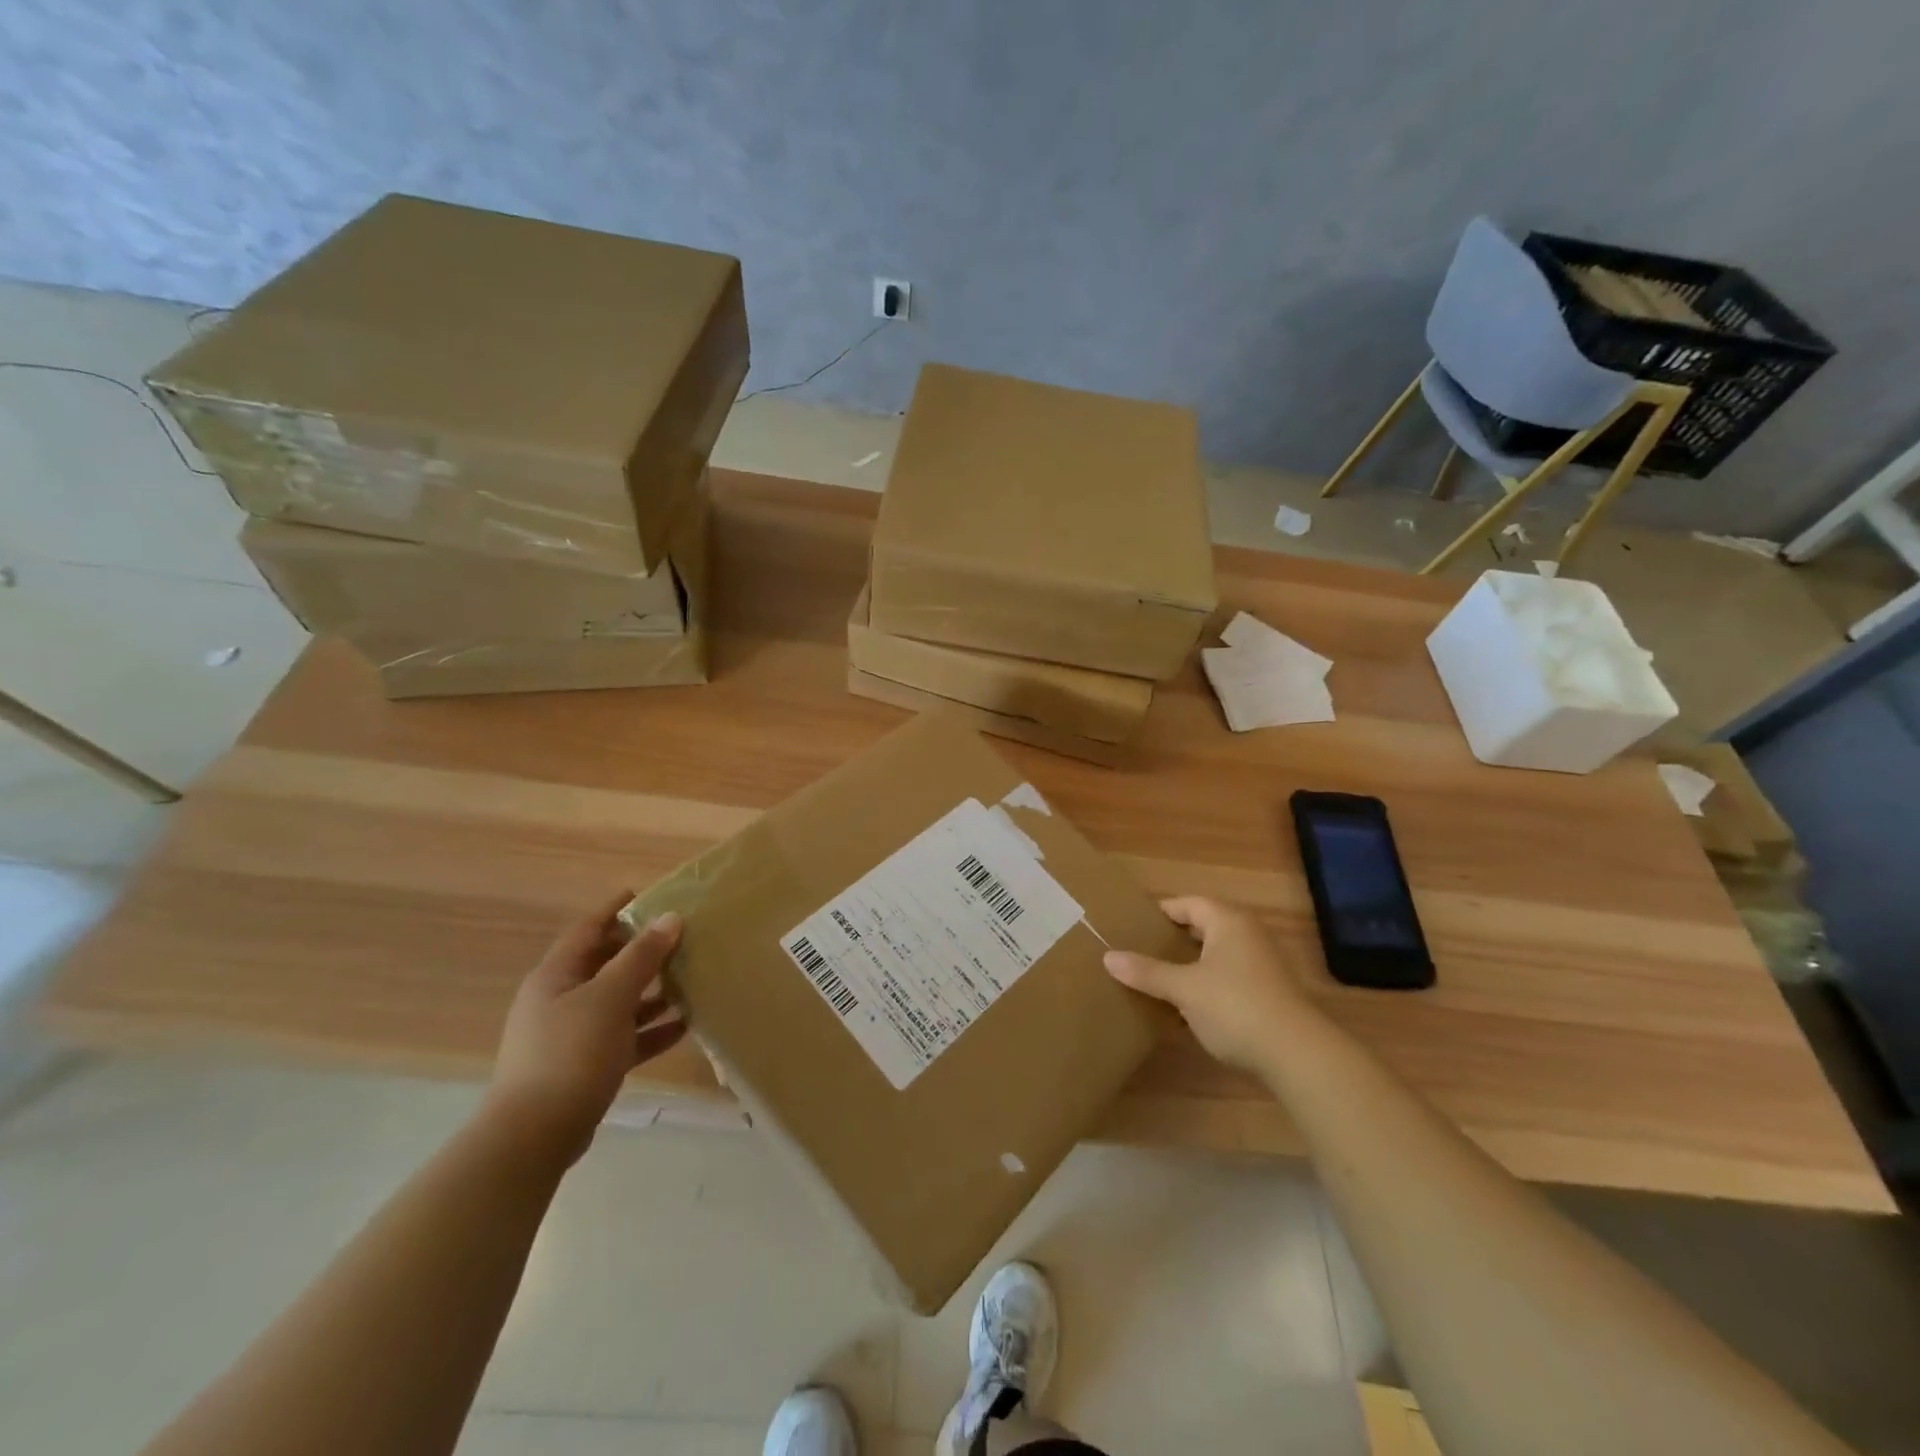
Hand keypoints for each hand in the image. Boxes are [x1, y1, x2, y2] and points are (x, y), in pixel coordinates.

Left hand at [485, 893, 686, 1163]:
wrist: (534, 1136)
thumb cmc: (570, 1054)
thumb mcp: (610, 998)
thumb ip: (641, 957)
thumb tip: (670, 918)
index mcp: (556, 976)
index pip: (588, 929)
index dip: (616, 909)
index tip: (649, 894)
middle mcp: (560, 1000)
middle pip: (605, 964)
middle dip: (642, 951)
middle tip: (682, 938)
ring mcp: (571, 1035)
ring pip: (618, 1001)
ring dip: (652, 992)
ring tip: (691, 980)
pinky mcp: (584, 1066)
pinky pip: (624, 1037)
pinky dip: (650, 1029)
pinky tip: (684, 1025)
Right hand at [1104, 897, 1311, 1072]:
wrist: (1297, 1054)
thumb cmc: (1235, 1006)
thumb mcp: (1183, 989)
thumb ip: (1147, 972)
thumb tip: (1108, 957)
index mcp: (1227, 921)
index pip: (1186, 904)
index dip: (1158, 913)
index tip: (1130, 926)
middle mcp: (1246, 934)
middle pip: (1201, 927)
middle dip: (1170, 940)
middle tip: (1137, 951)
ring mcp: (1260, 963)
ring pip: (1213, 955)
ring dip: (1187, 965)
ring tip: (1155, 978)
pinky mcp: (1266, 992)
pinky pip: (1226, 977)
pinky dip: (1204, 985)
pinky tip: (1184, 1007)